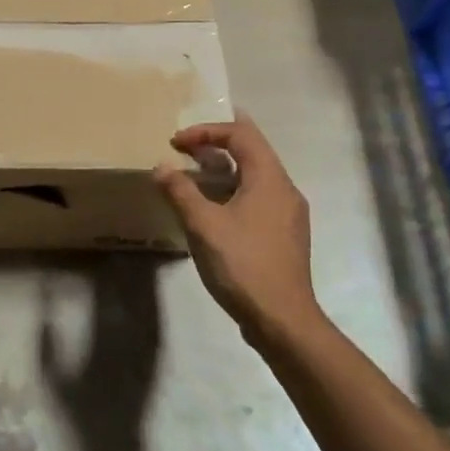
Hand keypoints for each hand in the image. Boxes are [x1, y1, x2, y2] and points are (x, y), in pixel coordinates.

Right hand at [156, 113, 322, 343]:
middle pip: (252, 149)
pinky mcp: (284, 235)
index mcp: (269, 178)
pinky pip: (258, 196)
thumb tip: (161, 166)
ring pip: (255, 175)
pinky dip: (233, 190)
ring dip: (224, 168)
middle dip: (216, 143)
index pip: (241, 133)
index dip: (206, 130)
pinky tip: (214, 209)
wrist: (283, 320)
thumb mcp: (203, 225)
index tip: (177, 142)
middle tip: (184, 147)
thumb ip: (180, 191)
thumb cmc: (243, 265)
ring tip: (193, 175)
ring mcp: (288, 214)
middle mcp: (285, 189)